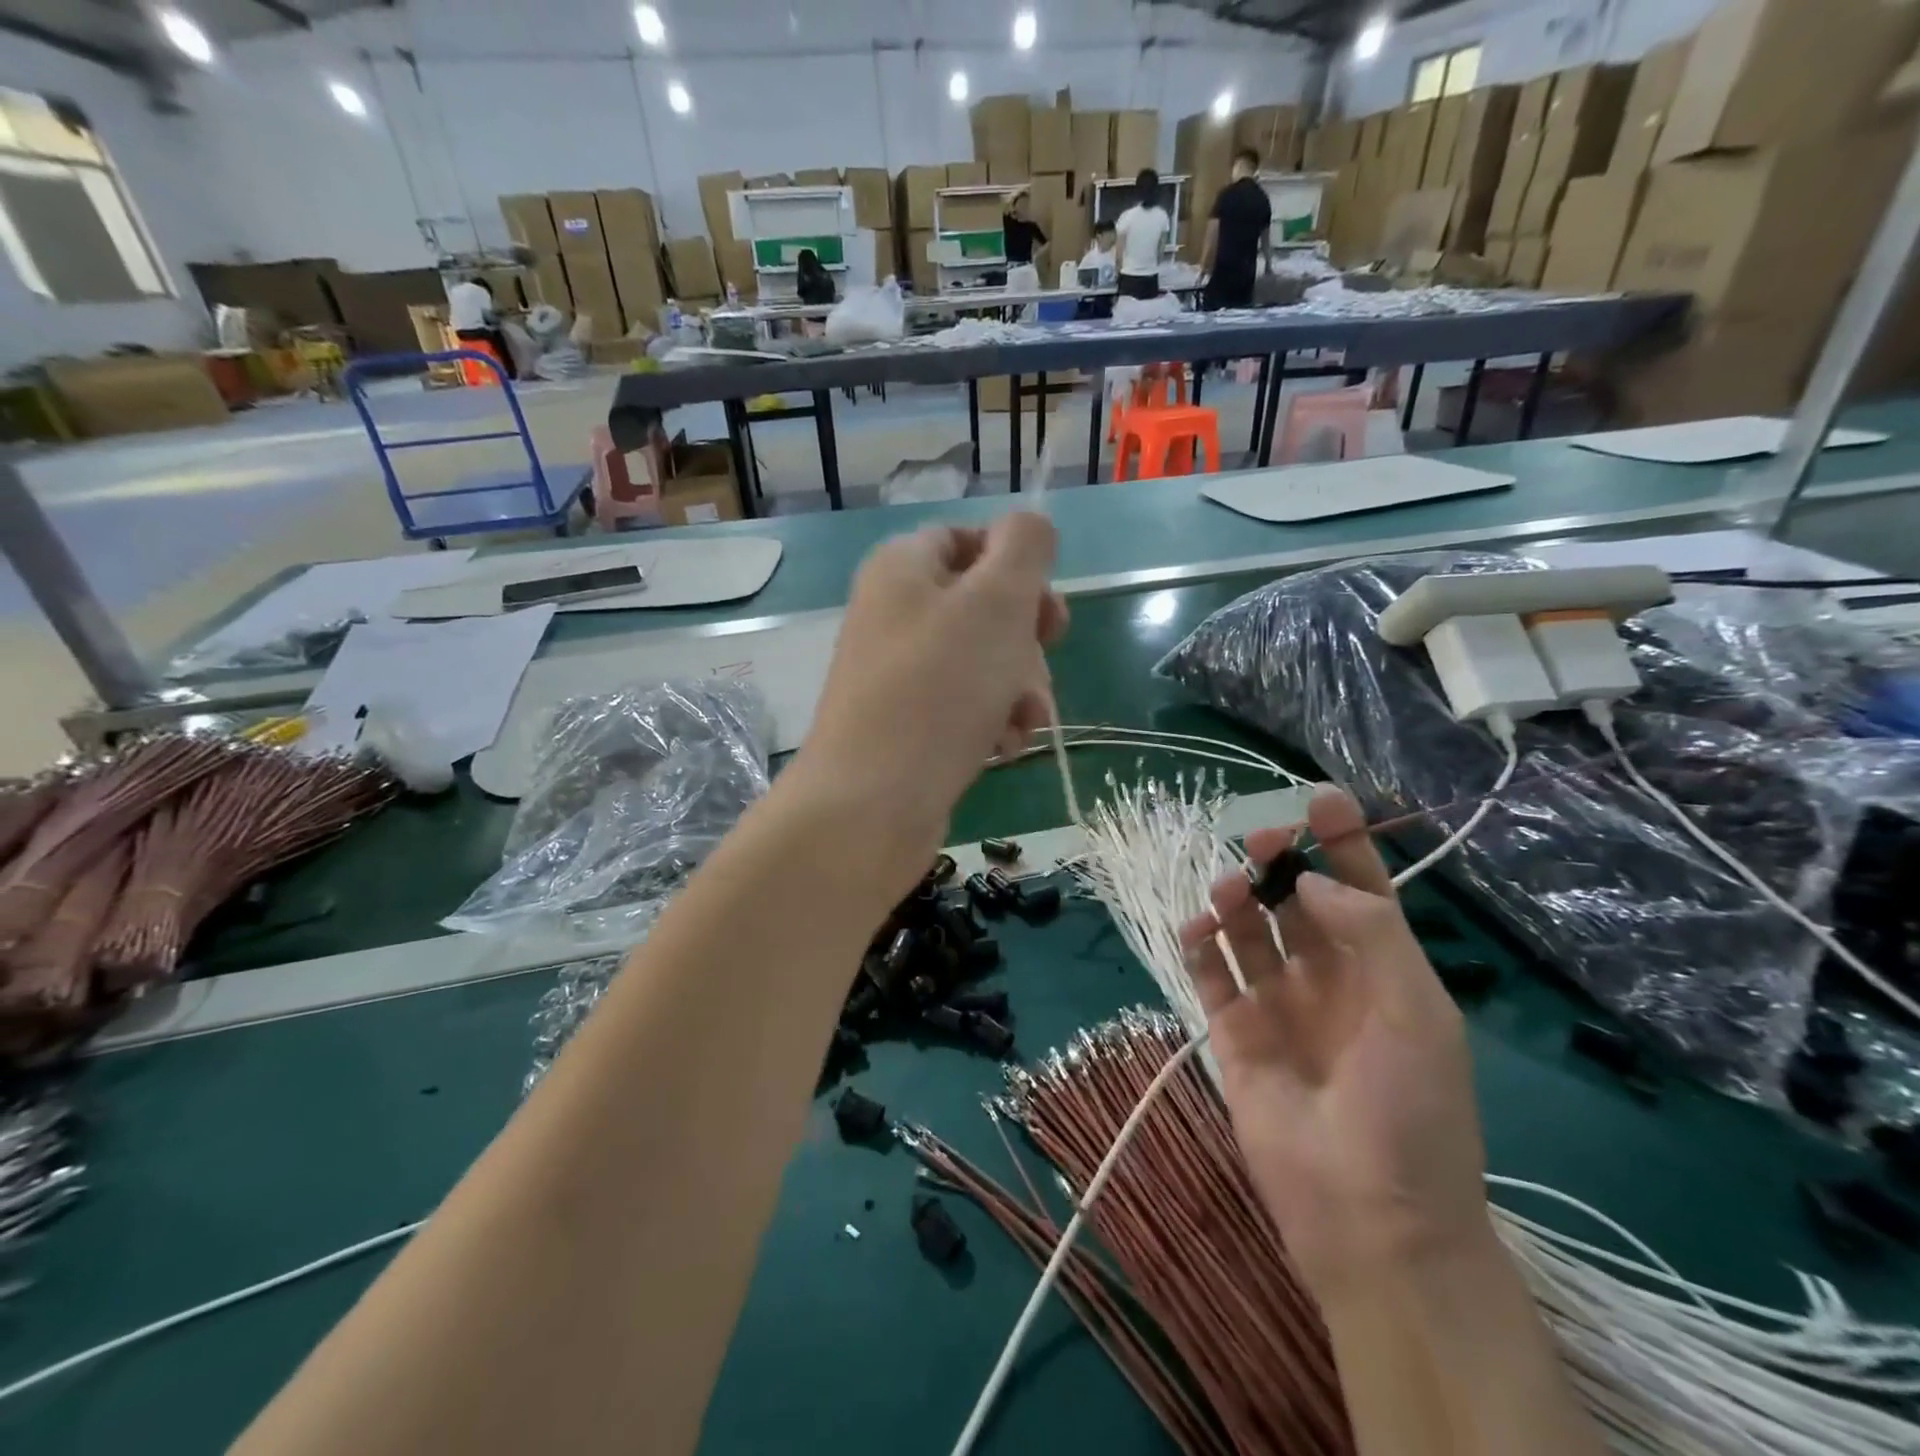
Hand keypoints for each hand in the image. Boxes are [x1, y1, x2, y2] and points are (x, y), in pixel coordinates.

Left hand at [794, 515, 1066, 881]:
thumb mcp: (996, 601)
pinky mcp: (908, 726)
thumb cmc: (938, 690)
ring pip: (984, 663)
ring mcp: (899, 674)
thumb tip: (1030, 526)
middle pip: (984, 607)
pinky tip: (1001, 748)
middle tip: (1039, 665)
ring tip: (1021, 722)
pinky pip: (966, 707)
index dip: (1016, 566)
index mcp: (903, 567)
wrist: (871, 804)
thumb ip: (1025, 547)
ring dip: (1019, 689)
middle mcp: (895, 614)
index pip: (969, 539)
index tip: (1045, 607)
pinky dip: (992, 722)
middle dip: (1026, 641)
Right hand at [1179, 786, 1490, 1296]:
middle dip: (1280, 864)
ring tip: (1228, 888)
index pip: (1360, 889)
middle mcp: (1328, 979)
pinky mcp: (1234, 1034)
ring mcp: (1278, 1006)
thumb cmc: (1411, 1110)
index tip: (1318, 798)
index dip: (1342, 843)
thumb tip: (1309, 882)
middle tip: (1259, 840)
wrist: (1370, 1218)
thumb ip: (1368, 933)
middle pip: (1297, 902)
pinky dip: (1200, 946)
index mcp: (1382, 971)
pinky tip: (1196, 927)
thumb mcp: (1419, 1011)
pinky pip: (1210, 976)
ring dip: (1237, 899)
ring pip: (1249, 931)